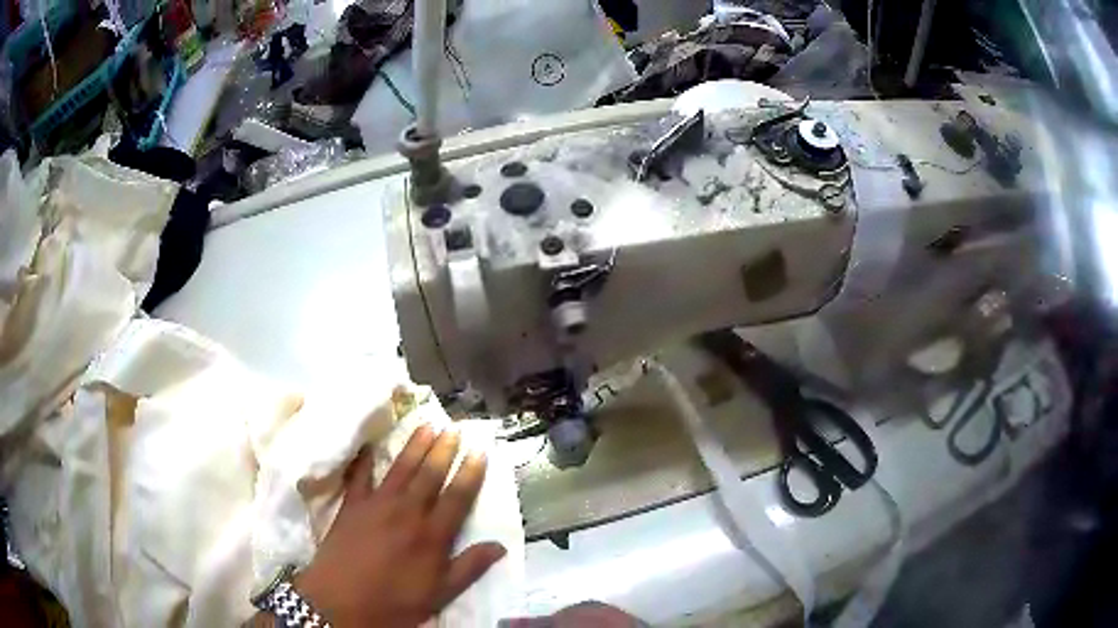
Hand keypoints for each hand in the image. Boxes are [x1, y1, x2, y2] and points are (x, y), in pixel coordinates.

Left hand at [293, 425, 506, 627]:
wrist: (340, 603)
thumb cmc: (393, 603)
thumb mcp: (438, 595)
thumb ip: (468, 568)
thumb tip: (500, 546)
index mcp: (431, 536)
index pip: (457, 497)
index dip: (471, 473)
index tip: (480, 450)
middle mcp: (406, 513)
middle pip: (429, 475)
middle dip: (444, 450)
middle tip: (454, 427)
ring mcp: (376, 506)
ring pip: (400, 469)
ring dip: (414, 446)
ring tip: (426, 425)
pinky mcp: (351, 507)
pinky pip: (359, 477)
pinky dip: (364, 460)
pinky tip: (370, 445)